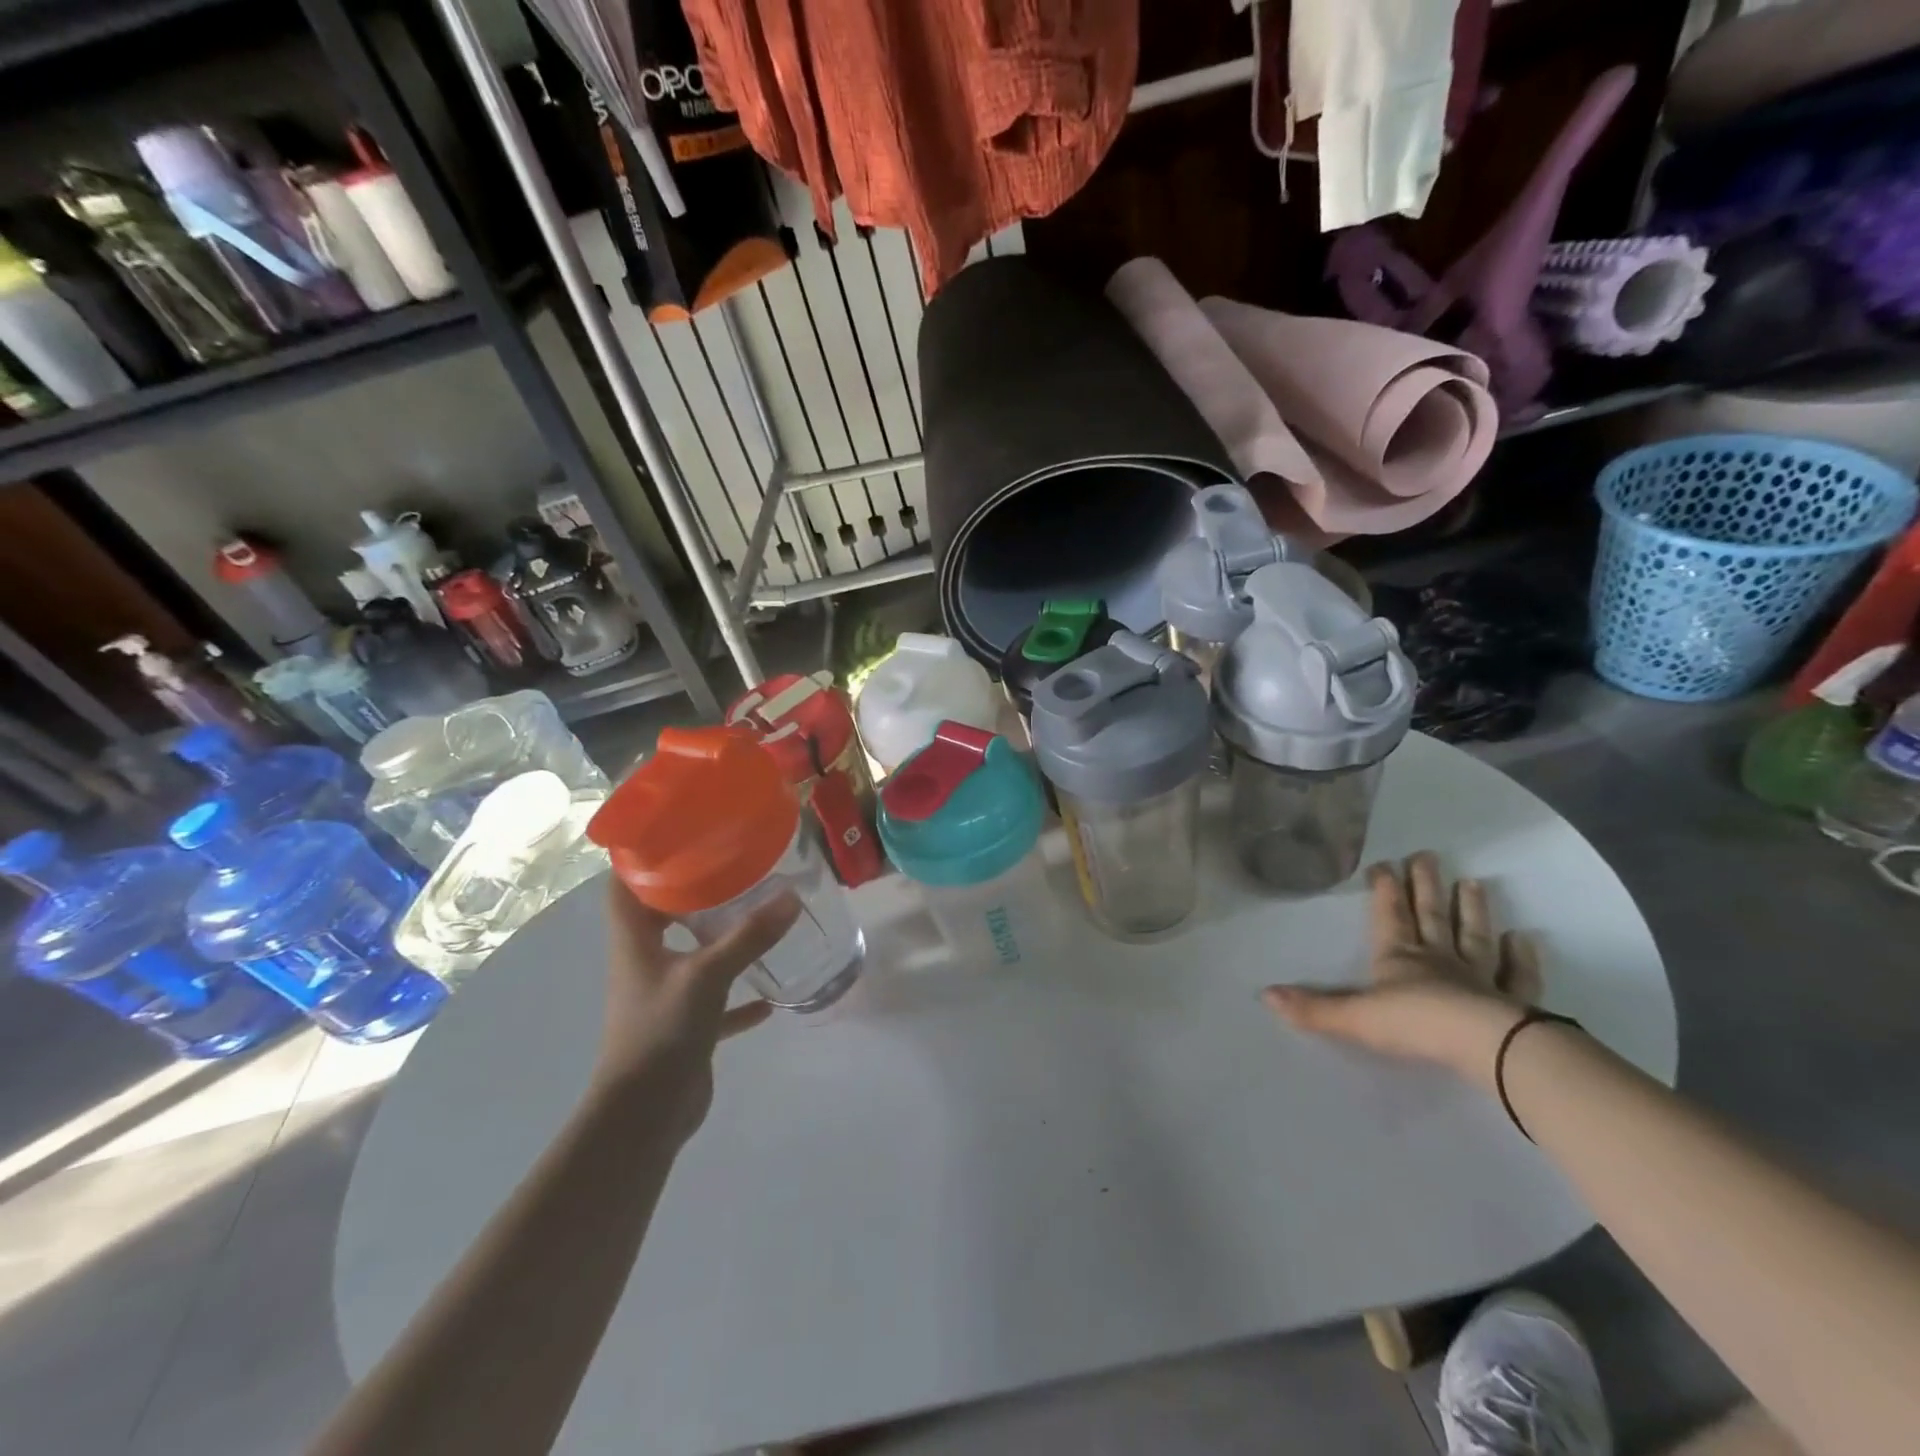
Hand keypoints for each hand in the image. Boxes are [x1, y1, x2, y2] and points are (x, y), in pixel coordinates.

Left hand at [595, 879, 799, 1139]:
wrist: (644, 1116)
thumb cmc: (661, 1032)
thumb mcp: (708, 975)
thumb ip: (749, 937)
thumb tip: (791, 897)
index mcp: (635, 943)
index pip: (625, 887)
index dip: (640, 858)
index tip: (676, 832)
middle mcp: (645, 964)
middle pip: (660, 917)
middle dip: (691, 892)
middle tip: (732, 867)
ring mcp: (664, 997)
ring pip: (691, 957)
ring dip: (719, 940)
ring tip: (755, 916)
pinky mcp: (684, 1028)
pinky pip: (716, 1002)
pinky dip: (739, 997)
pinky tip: (770, 994)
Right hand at [1262, 852, 1542, 1084]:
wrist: (1485, 1046)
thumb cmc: (1414, 1024)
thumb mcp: (1353, 1018)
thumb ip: (1313, 1008)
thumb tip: (1265, 995)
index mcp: (1399, 957)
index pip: (1389, 915)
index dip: (1384, 889)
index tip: (1382, 863)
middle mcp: (1438, 959)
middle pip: (1430, 915)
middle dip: (1425, 885)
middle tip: (1427, 854)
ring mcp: (1479, 977)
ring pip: (1473, 935)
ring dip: (1471, 909)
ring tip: (1472, 882)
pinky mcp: (1513, 1001)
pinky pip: (1517, 975)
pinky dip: (1520, 956)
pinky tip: (1524, 938)